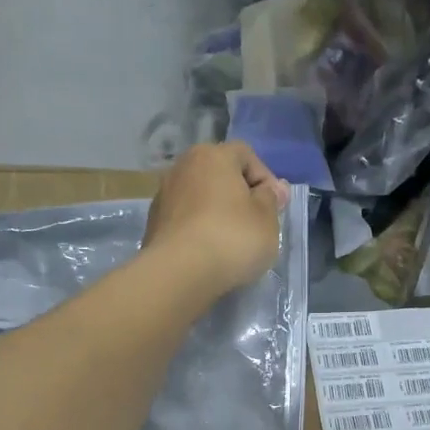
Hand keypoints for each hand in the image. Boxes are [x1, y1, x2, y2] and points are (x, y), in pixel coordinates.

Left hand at [143, 142, 289, 299]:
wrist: (179, 273)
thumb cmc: (232, 238)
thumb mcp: (267, 219)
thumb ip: (271, 199)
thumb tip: (271, 189)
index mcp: (212, 155)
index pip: (246, 156)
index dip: (266, 179)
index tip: (276, 207)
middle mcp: (183, 167)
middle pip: (219, 175)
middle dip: (239, 195)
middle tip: (255, 223)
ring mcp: (163, 195)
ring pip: (200, 198)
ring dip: (217, 213)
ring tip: (231, 241)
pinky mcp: (153, 224)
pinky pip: (185, 220)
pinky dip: (199, 229)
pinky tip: (209, 252)